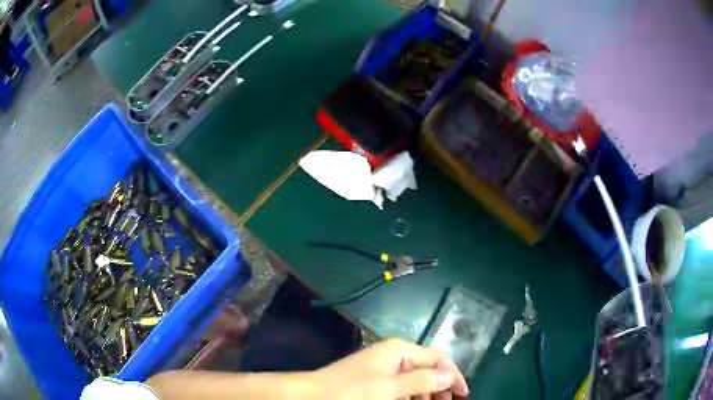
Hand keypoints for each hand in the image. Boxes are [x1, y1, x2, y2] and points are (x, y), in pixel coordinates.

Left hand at [311, 338, 468, 399]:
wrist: (312, 395)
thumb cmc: (351, 391)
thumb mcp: (389, 389)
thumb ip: (421, 381)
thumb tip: (449, 374)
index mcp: (400, 350)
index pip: (438, 358)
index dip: (453, 375)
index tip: (463, 395)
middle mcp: (395, 354)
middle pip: (428, 368)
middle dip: (441, 385)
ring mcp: (384, 366)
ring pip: (416, 378)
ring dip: (427, 392)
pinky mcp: (376, 378)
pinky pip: (402, 385)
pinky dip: (412, 395)